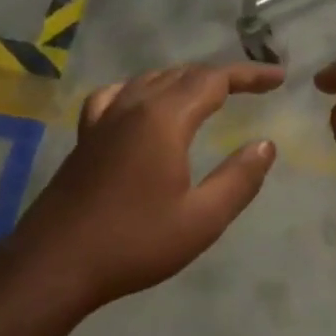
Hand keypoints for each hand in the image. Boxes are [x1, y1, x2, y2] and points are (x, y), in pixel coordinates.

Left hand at [10, 62, 282, 312]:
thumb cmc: (134, 242)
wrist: (57, 262)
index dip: (249, 75)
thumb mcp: (201, 219)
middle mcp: (132, 106)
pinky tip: (140, 104)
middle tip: (253, 87)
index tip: (279, 78)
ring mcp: (103, 120)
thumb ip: (239, 179)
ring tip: (208, 94)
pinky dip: (140, 90)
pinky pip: (115, 96)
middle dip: (221, 76)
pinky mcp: (85, 138)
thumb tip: (265, 145)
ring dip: (184, 80)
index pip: (214, 80)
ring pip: (149, 80)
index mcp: (164, 119)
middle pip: (182, 74)